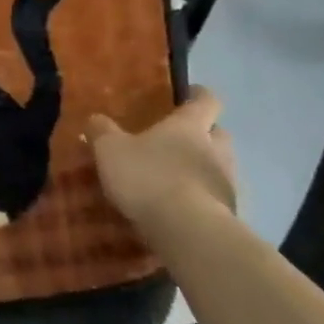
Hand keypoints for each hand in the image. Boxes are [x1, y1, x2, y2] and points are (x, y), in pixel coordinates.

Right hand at [88, 86, 236, 230]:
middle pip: (219, 134)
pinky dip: (202, 198)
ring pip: (219, 167)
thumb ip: (102, 131)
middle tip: (180, 140)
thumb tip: (95, 118)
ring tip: (176, 179)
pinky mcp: (228, 214)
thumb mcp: (110, 150)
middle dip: (204, 135)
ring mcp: (227, 183)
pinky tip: (181, 209)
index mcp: (190, 126)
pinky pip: (215, 198)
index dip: (200, 95)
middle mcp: (216, 149)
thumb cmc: (148, 177)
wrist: (187, 230)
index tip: (191, 93)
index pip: (207, 101)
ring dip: (203, 168)